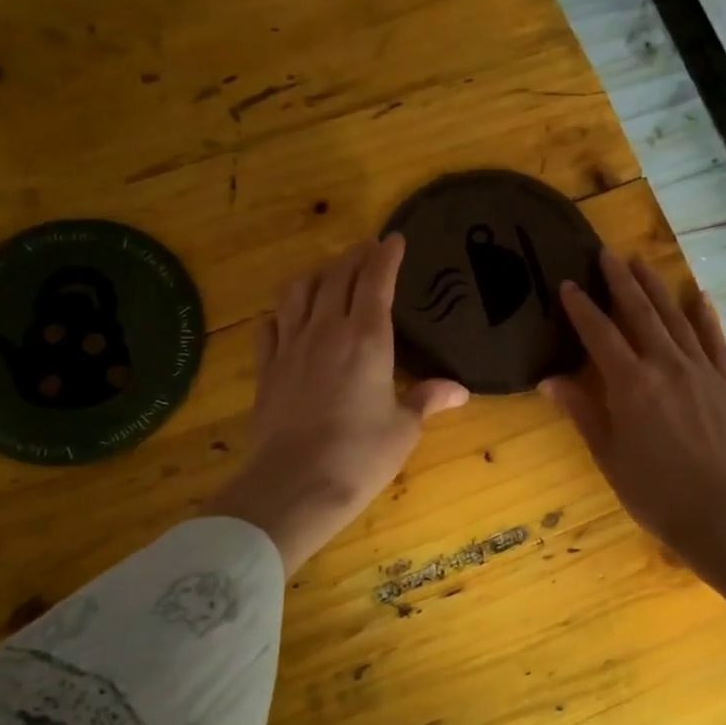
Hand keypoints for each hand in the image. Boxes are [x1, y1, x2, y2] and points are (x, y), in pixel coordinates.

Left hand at [211, 235, 467, 573]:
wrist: (293, 486)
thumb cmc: (359, 457)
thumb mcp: (403, 429)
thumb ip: (427, 400)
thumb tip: (459, 391)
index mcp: (367, 339)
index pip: (375, 280)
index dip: (385, 256)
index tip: (394, 239)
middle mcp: (326, 331)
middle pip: (336, 276)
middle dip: (354, 256)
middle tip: (368, 249)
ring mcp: (290, 347)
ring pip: (298, 291)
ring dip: (316, 274)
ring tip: (329, 273)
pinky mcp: (266, 369)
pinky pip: (270, 325)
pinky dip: (283, 311)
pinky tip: (290, 316)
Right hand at [542, 251, 725, 570]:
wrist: (722, 514)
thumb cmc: (654, 492)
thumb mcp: (608, 455)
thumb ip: (581, 411)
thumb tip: (549, 380)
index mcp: (630, 384)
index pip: (600, 334)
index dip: (582, 308)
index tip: (568, 284)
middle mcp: (666, 366)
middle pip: (640, 314)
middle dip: (621, 282)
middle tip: (607, 254)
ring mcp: (702, 371)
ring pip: (676, 319)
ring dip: (657, 289)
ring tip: (642, 263)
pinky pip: (715, 341)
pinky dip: (705, 316)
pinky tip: (698, 296)